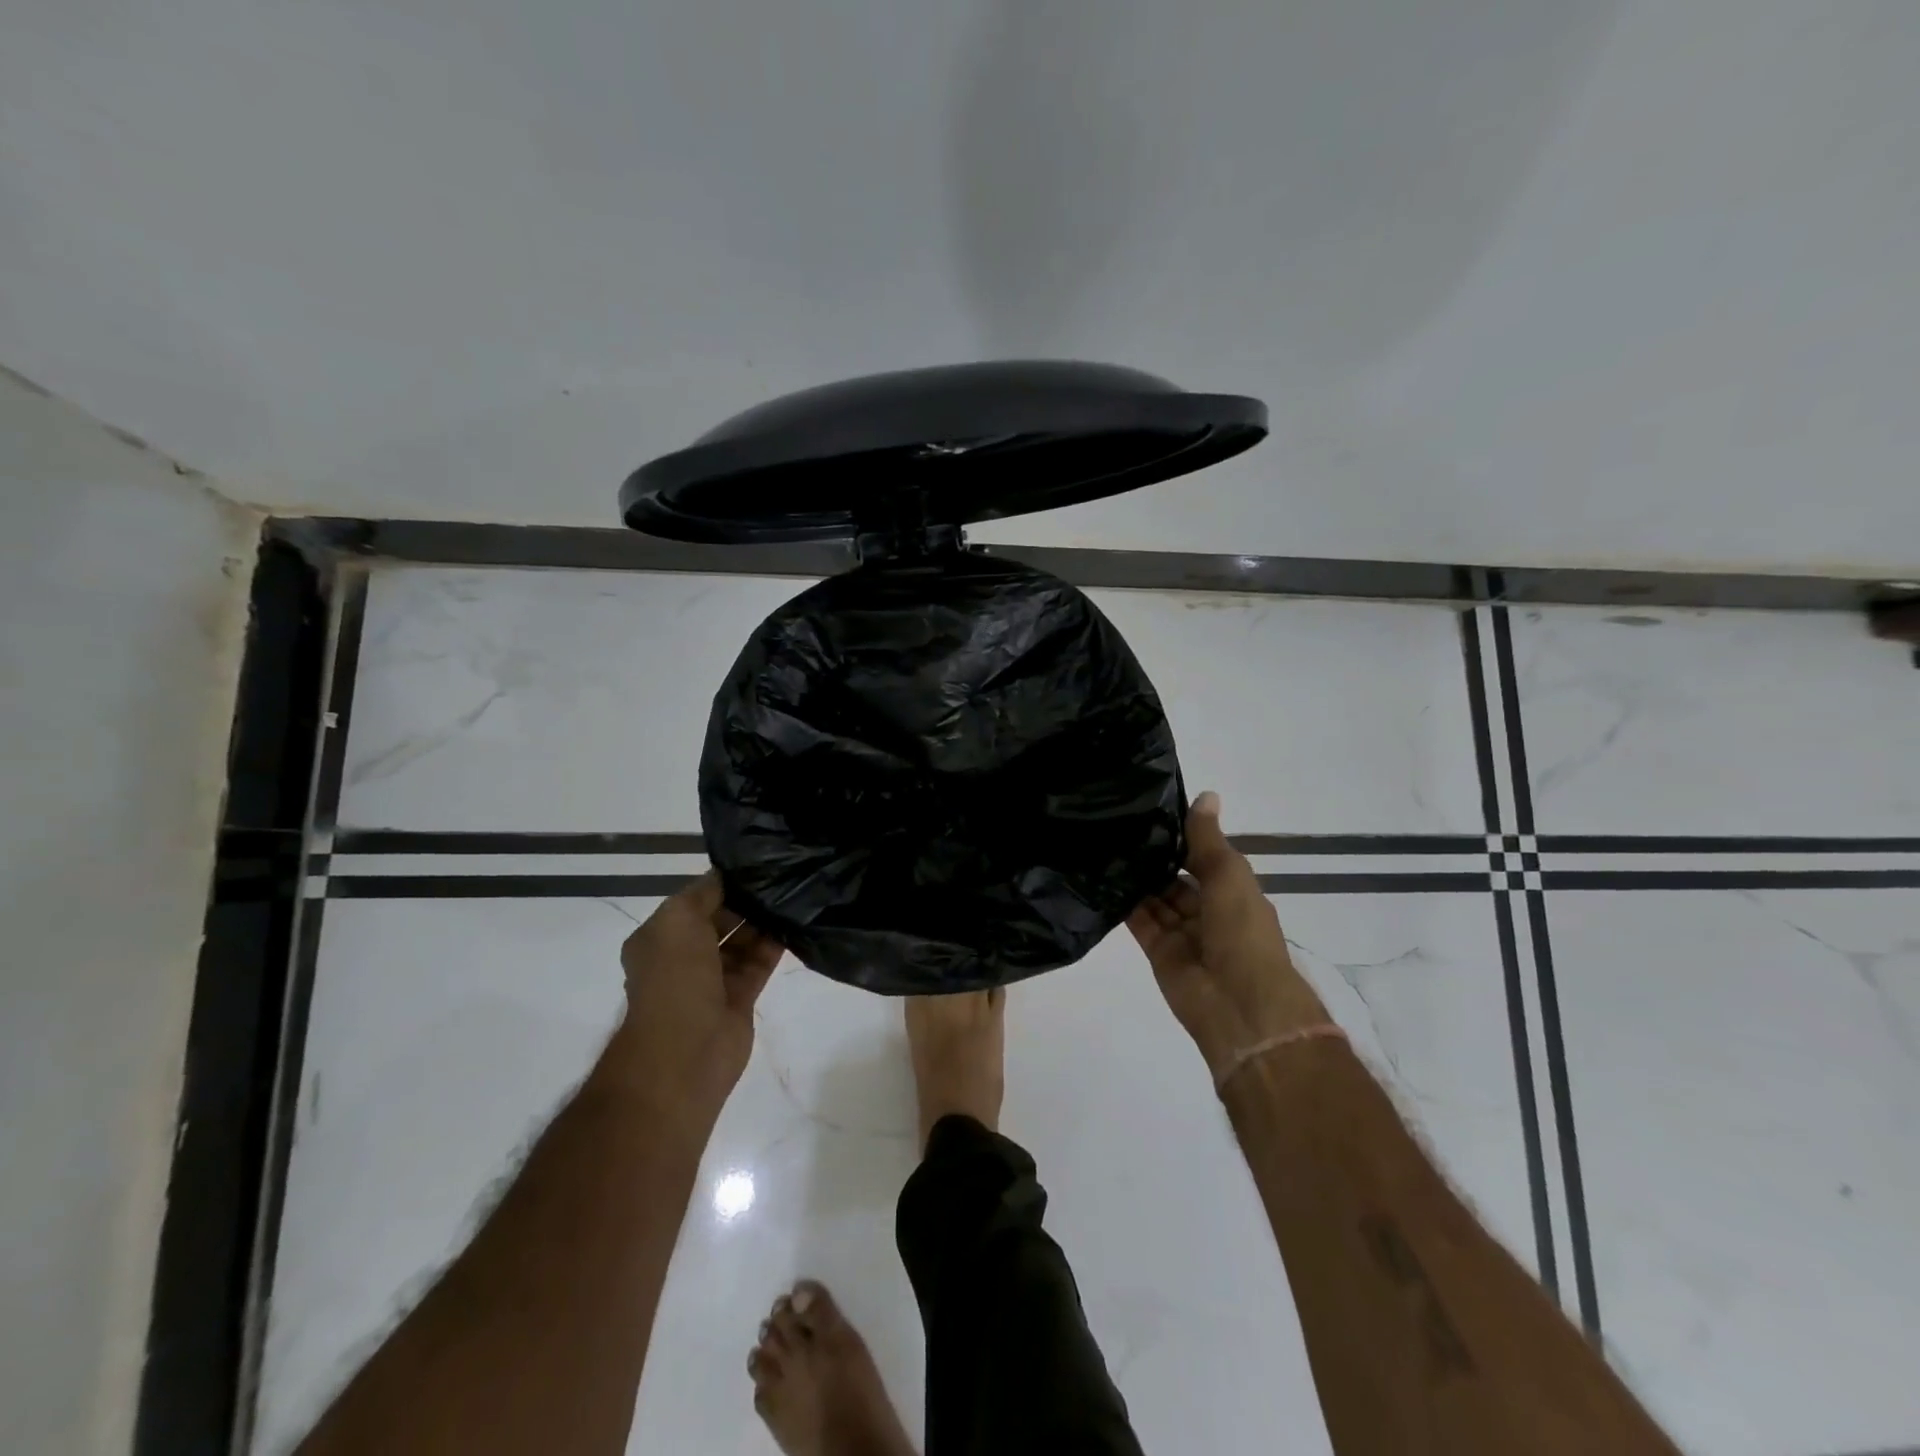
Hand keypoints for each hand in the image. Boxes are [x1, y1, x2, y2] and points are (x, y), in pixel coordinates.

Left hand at [613, 872, 784, 1121]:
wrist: (686, 1050)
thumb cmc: (674, 978)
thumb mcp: (679, 919)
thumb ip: (704, 892)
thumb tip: (727, 875)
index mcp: (660, 937)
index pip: (695, 901)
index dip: (721, 883)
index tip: (756, 864)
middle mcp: (683, 957)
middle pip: (720, 920)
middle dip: (745, 902)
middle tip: (781, 877)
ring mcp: (712, 980)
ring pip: (742, 942)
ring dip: (763, 922)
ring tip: (793, 894)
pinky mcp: (739, 998)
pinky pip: (759, 963)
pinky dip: (774, 946)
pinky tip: (795, 924)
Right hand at [1127, 792, 1328, 1077]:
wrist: (1239, 1004)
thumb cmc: (1242, 932)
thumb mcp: (1229, 875)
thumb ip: (1208, 839)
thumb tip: (1206, 794)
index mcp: (1233, 892)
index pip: (1204, 857)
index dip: (1182, 836)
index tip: (1150, 809)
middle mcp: (1208, 911)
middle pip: (1177, 878)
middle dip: (1155, 857)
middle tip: (1117, 825)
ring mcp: (1183, 933)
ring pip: (1156, 898)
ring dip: (1137, 878)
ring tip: (1104, 844)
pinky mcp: (1159, 951)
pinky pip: (1140, 921)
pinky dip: (1125, 903)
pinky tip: (1102, 877)